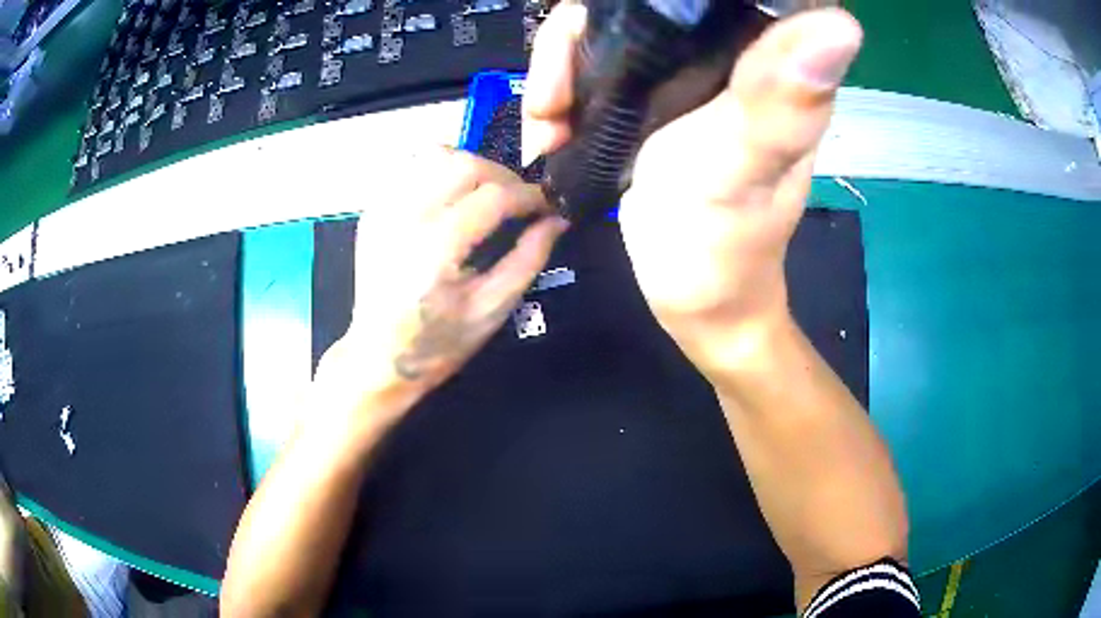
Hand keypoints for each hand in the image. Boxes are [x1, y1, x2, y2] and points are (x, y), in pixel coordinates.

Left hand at [314, 148, 567, 429]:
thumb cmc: (438, 343)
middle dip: (503, 176)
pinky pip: (411, 166)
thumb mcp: (492, 310)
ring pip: (436, 155)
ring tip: (486, 192)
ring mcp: (384, 209)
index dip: (529, 196)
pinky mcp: (374, 208)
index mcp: (436, 250)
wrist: (377, 357)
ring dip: (471, 165)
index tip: (547, 206)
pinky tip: (452, 192)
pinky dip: (439, 167)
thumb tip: (557, 219)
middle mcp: (405, 218)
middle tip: (519, 200)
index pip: (493, 196)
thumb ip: (528, 258)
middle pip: (465, 165)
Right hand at [523, 6, 862, 372]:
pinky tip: (551, 131)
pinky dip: (560, 91)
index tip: (604, 31)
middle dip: (579, 39)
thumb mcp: (743, 168)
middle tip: (553, 100)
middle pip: (640, 7)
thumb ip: (778, 99)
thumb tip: (842, 24)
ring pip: (608, 34)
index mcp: (768, 58)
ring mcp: (687, 74)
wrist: (696, 303)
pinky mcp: (655, 99)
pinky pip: (594, 68)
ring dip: (559, 69)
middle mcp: (731, 54)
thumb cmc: (724, 247)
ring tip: (547, 125)